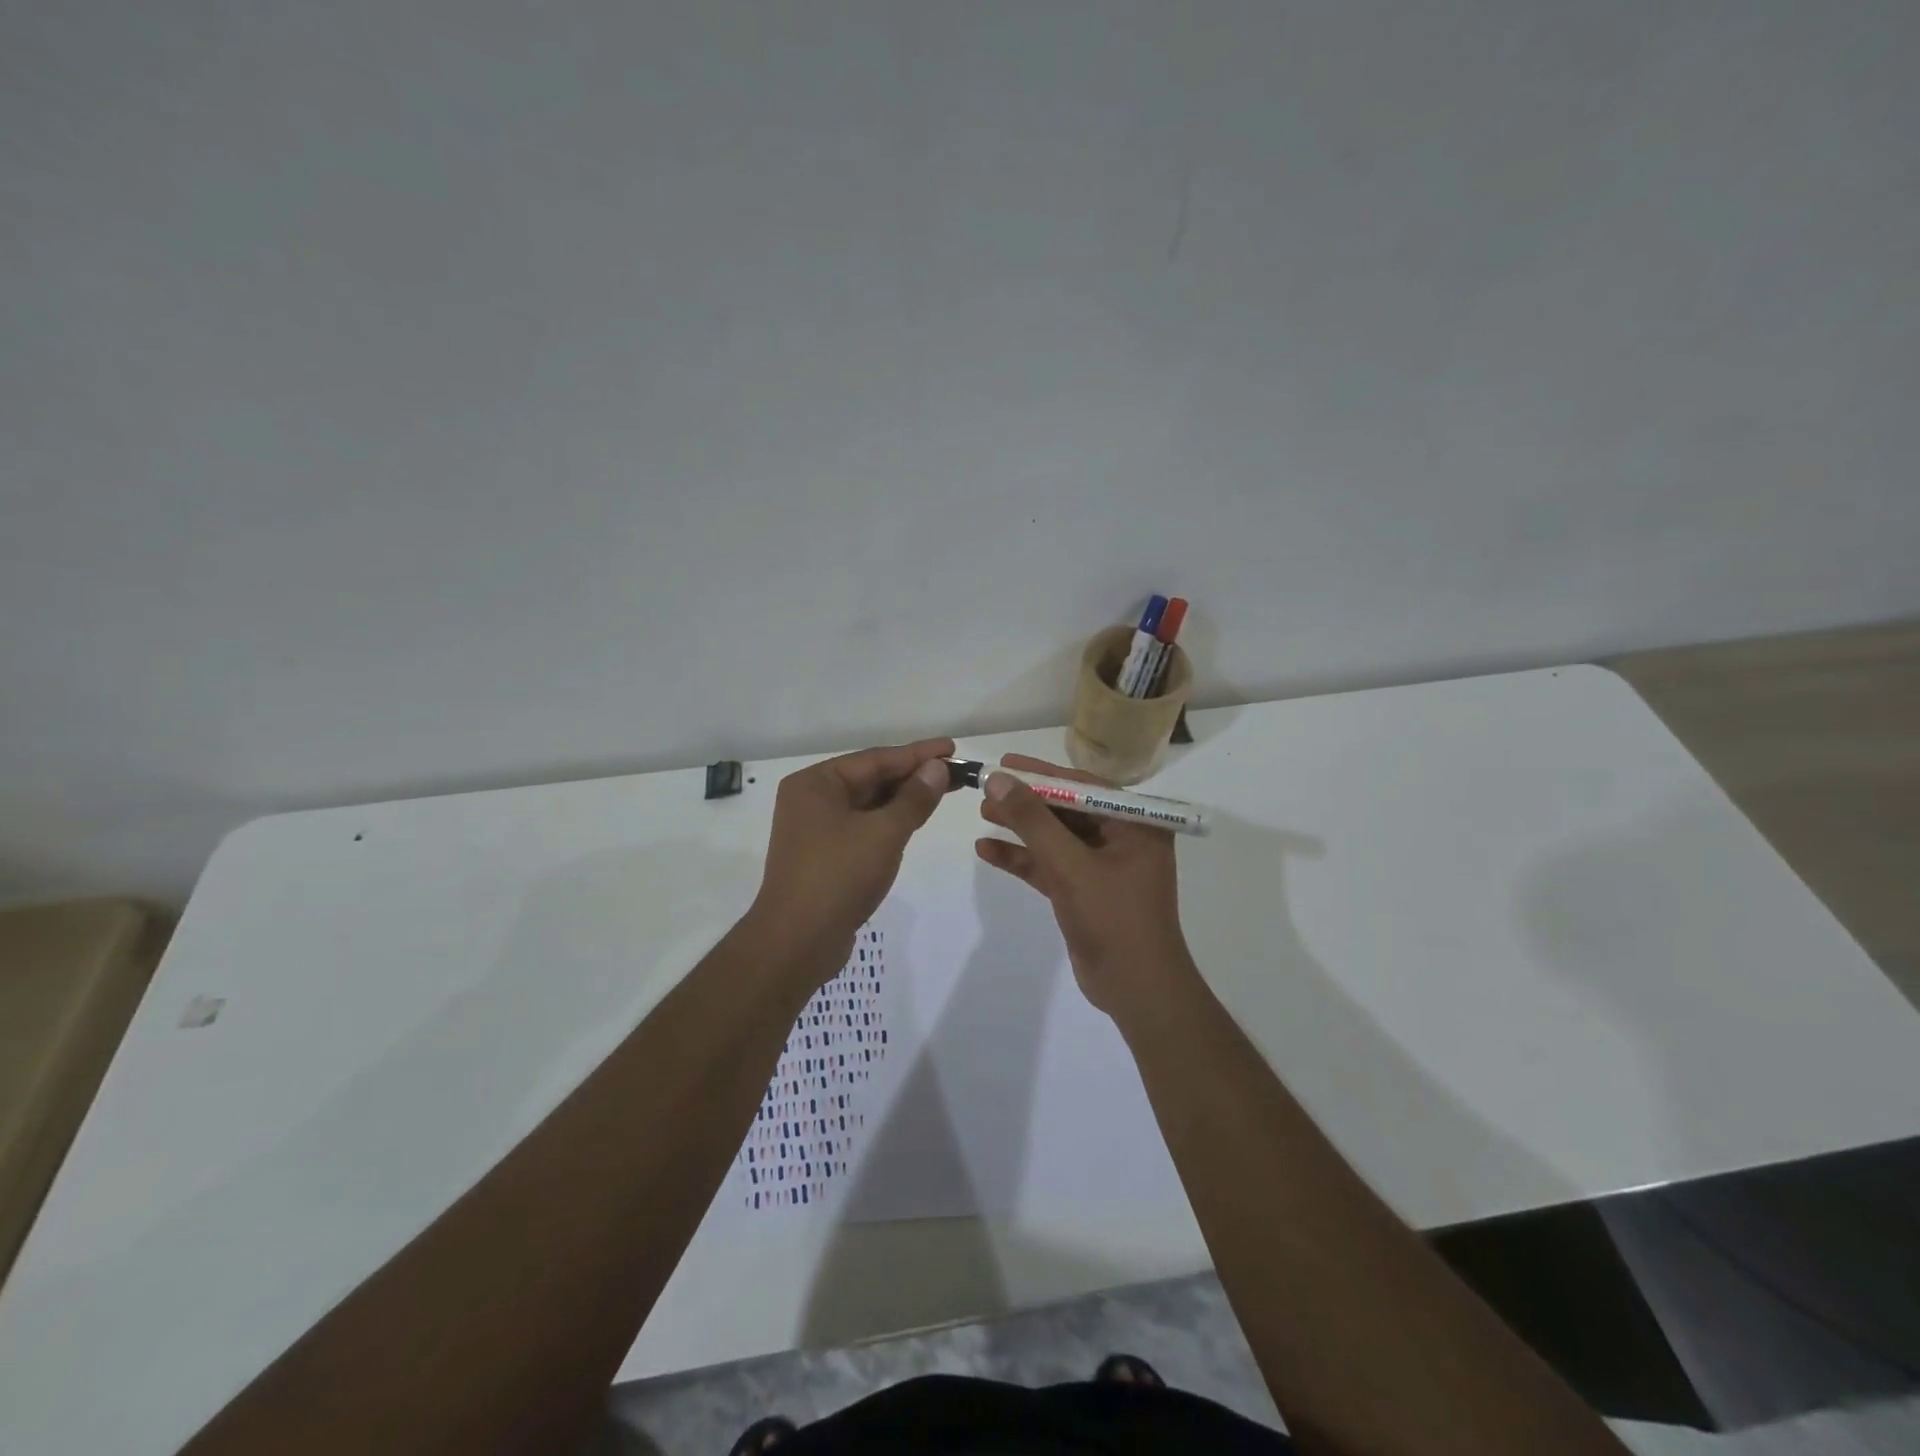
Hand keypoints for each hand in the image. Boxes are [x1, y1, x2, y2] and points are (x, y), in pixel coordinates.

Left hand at [748, 737, 955, 973]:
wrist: (798, 942)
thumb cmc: (838, 876)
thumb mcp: (883, 833)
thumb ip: (913, 798)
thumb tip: (937, 768)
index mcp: (815, 783)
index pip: (875, 759)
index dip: (917, 754)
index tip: (951, 748)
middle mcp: (811, 800)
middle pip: (871, 779)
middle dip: (913, 775)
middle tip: (955, 771)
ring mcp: (816, 830)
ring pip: (868, 805)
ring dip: (904, 799)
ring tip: (944, 790)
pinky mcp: (825, 856)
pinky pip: (863, 827)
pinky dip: (890, 822)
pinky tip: (915, 819)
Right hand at [974, 754, 1197, 1015]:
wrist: (1136, 989)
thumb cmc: (1113, 918)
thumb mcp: (1070, 865)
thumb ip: (1032, 821)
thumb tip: (998, 779)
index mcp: (1135, 825)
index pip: (1083, 787)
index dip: (1041, 774)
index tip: (1005, 763)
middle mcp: (1122, 839)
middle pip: (1066, 811)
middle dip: (1027, 802)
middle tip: (986, 788)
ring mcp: (1102, 868)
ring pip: (1055, 839)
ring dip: (1021, 828)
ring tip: (982, 813)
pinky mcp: (1084, 893)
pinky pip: (1050, 866)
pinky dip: (1022, 859)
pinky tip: (987, 850)